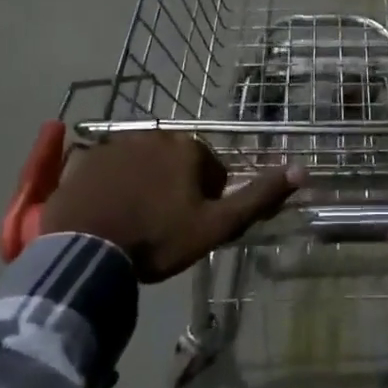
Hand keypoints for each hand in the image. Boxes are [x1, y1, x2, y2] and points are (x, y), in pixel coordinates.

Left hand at [39, 134, 301, 283]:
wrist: (86, 251)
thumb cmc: (157, 239)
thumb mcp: (217, 225)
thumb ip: (259, 197)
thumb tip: (302, 170)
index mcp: (189, 149)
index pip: (212, 172)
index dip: (206, 202)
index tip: (190, 227)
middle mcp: (155, 135)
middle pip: (176, 164)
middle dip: (175, 189)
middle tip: (162, 227)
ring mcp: (116, 145)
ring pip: (143, 165)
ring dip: (144, 186)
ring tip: (133, 223)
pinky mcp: (86, 159)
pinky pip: (110, 170)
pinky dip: (113, 187)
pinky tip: (107, 214)